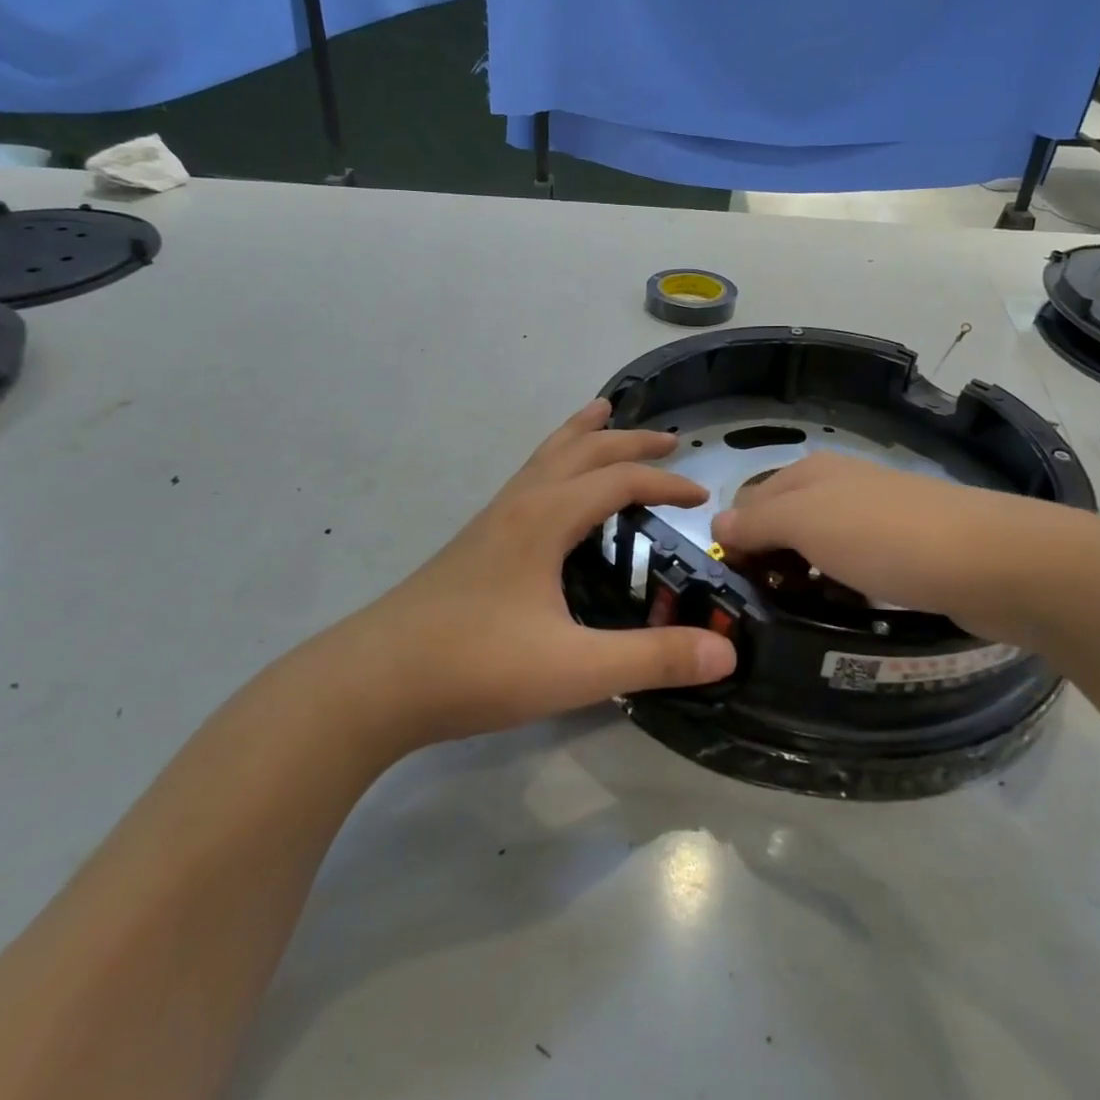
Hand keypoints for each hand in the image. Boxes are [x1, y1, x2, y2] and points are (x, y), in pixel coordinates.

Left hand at [324, 399, 736, 753]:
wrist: (372, 683)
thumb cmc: (476, 667)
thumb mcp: (576, 669)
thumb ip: (653, 659)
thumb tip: (727, 652)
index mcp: (545, 519)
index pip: (618, 481)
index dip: (665, 485)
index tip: (701, 498)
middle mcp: (518, 506)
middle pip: (579, 450)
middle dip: (627, 440)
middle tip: (667, 440)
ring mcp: (489, 522)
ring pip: (543, 458)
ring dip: (580, 436)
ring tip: (601, 415)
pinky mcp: (472, 544)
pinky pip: (524, 482)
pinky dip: (552, 465)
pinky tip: (551, 495)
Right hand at [710, 451, 1099, 645]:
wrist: (992, 562)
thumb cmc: (885, 536)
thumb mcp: (805, 522)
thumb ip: (756, 521)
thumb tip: (719, 526)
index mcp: (810, 473)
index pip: (748, 502)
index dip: (735, 540)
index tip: (736, 585)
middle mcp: (839, 487)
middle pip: (782, 525)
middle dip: (768, 562)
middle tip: (764, 607)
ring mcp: (876, 518)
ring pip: (818, 550)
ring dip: (802, 580)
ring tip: (800, 616)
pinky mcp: (905, 551)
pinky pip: (853, 569)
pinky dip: (840, 589)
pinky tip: (844, 612)